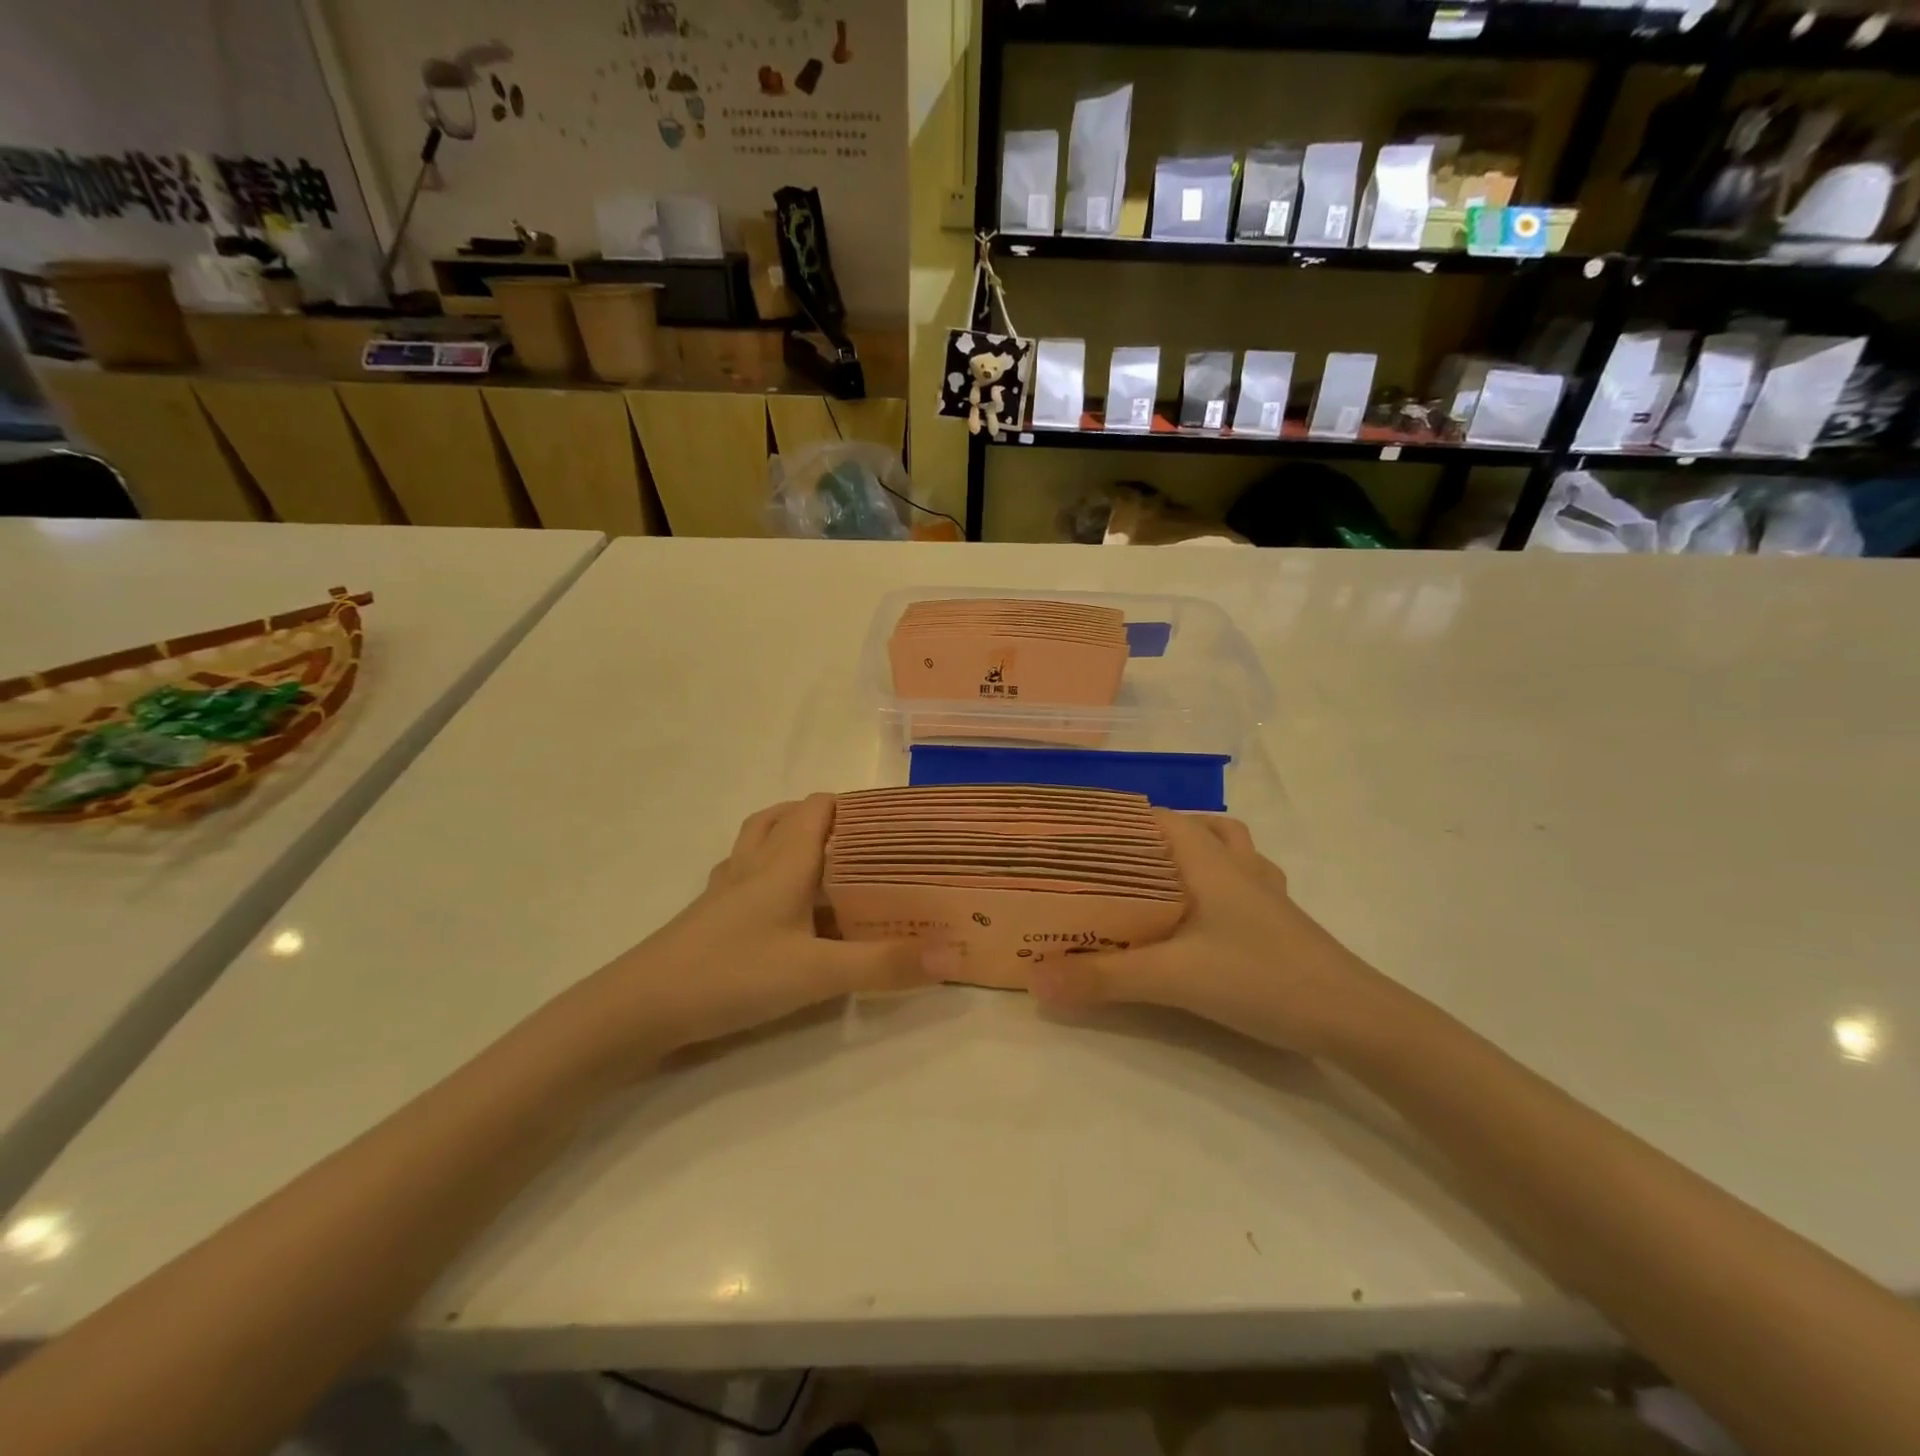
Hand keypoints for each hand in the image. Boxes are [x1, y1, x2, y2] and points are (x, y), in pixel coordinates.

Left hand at [573, 795, 929, 1067]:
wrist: (639, 1008)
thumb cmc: (732, 974)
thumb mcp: (818, 974)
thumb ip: (885, 964)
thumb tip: (954, 956)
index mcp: (783, 861)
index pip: (819, 807)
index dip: (854, 805)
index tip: (891, 824)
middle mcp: (753, 864)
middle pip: (786, 817)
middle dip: (825, 821)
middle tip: (864, 847)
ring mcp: (724, 889)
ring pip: (760, 843)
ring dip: (790, 841)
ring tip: (826, 867)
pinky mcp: (707, 916)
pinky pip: (743, 876)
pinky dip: (766, 875)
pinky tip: (780, 909)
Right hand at [1028, 812, 1395, 1055]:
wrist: (1353, 1018)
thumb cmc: (1261, 978)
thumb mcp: (1173, 979)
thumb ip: (1103, 979)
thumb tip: (1035, 981)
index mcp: (1209, 861)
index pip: (1159, 818)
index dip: (1120, 819)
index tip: (1081, 834)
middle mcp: (1238, 866)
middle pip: (1193, 828)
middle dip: (1151, 836)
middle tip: (1110, 863)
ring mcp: (1264, 892)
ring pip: (1225, 850)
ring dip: (1192, 853)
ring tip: (1157, 878)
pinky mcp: (1279, 920)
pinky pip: (1244, 881)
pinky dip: (1219, 882)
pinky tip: (1204, 914)